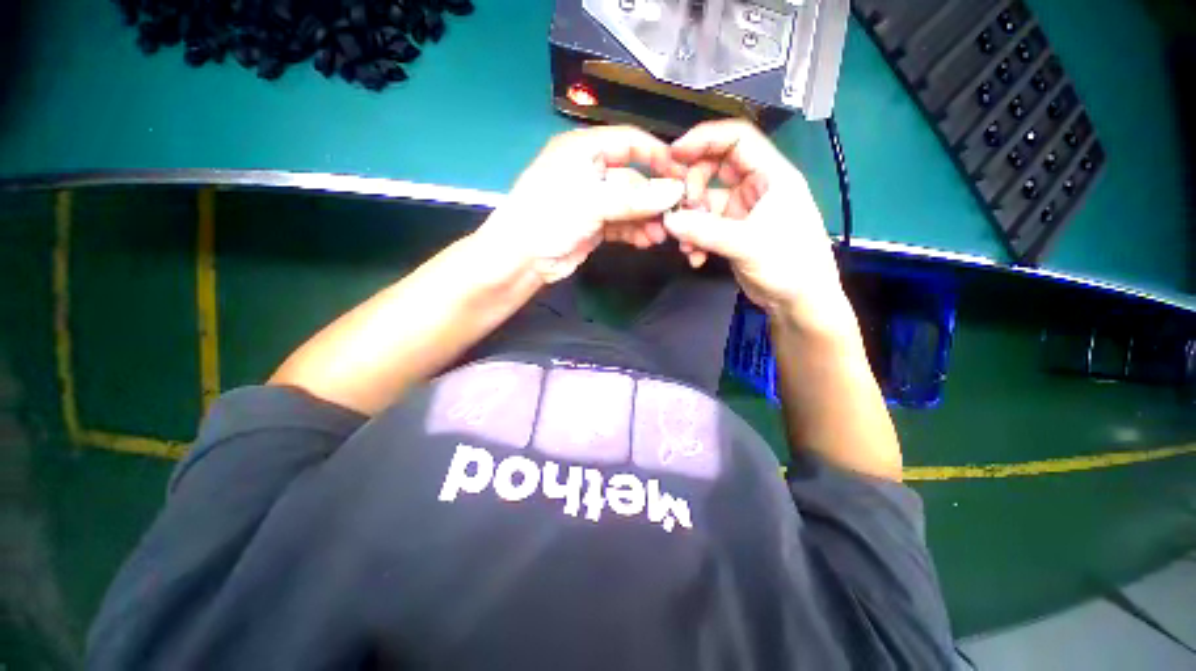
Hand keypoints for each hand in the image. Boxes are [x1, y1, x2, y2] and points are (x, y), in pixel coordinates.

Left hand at [476, 126, 684, 283]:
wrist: (522, 260)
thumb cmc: (549, 217)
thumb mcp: (592, 203)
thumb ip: (634, 198)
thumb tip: (675, 192)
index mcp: (583, 149)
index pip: (629, 142)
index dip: (657, 156)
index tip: (682, 175)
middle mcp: (590, 171)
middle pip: (633, 178)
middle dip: (653, 198)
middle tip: (674, 216)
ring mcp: (592, 200)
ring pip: (629, 205)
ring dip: (646, 219)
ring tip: (660, 235)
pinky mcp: (593, 225)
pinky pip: (621, 223)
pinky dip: (634, 231)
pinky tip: (646, 241)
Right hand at [662, 120, 852, 333]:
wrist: (798, 302)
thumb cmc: (788, 265)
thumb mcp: (748, 244)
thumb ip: (706, 232)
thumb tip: (669, 221)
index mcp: (771, 175)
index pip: (737, 139)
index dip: (705, 139)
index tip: (674, 154)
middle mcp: (755, 187)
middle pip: (715, 169)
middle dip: (692, 188)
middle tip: (677, 210)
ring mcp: (742, 211)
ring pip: (705, 202)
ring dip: (691, 222)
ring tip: (687, 246)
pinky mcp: (732, 232)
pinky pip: (705, 226)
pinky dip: (695, 239)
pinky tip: (695, 258)